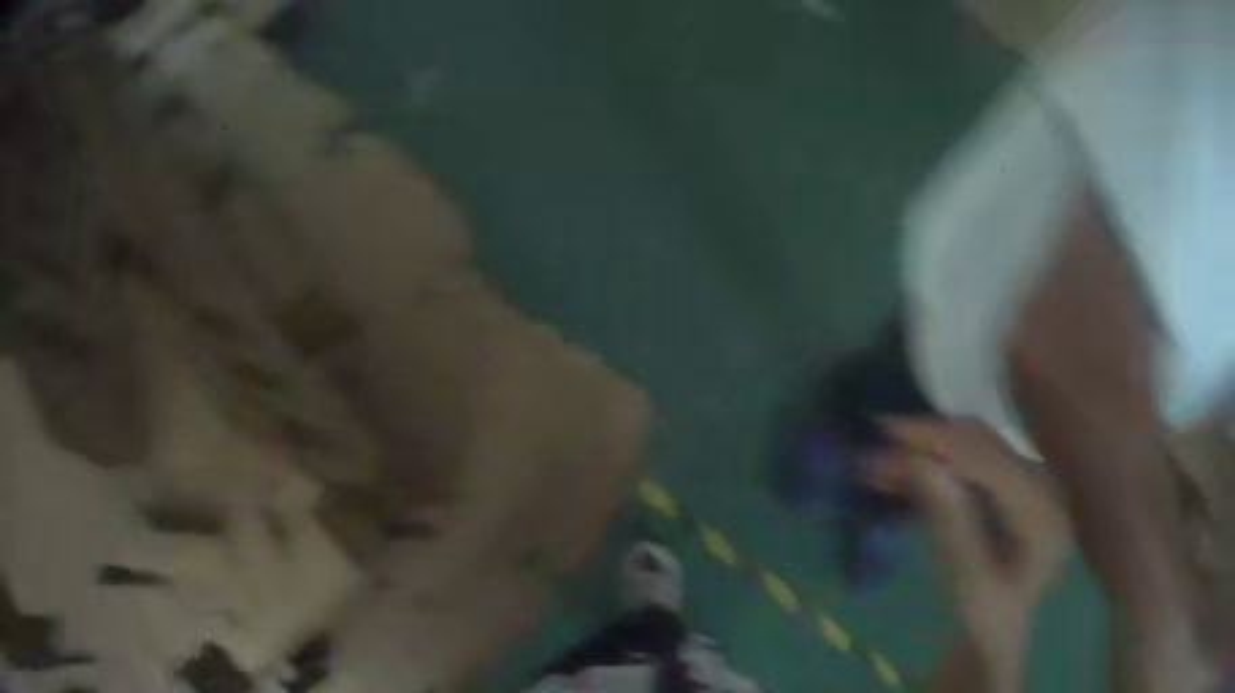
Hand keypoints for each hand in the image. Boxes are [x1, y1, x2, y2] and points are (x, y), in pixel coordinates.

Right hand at [874, 417, 1069, 688]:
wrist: (997, 640)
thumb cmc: (985, 622)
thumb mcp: (968, 582)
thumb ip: (949, 523)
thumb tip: (915, 463)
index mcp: (1039, 506)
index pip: (986, 456)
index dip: (936, 438)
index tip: (883, 431)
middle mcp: (1040, 482)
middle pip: (982, 442)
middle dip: (929, 438)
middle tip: (877, 436)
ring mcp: (1028, 483)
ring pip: (975, 447)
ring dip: (930, 449)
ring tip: (885, 454)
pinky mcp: (1012, 491)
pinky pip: (973, 464)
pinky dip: (938, 464)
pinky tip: (910, 471)